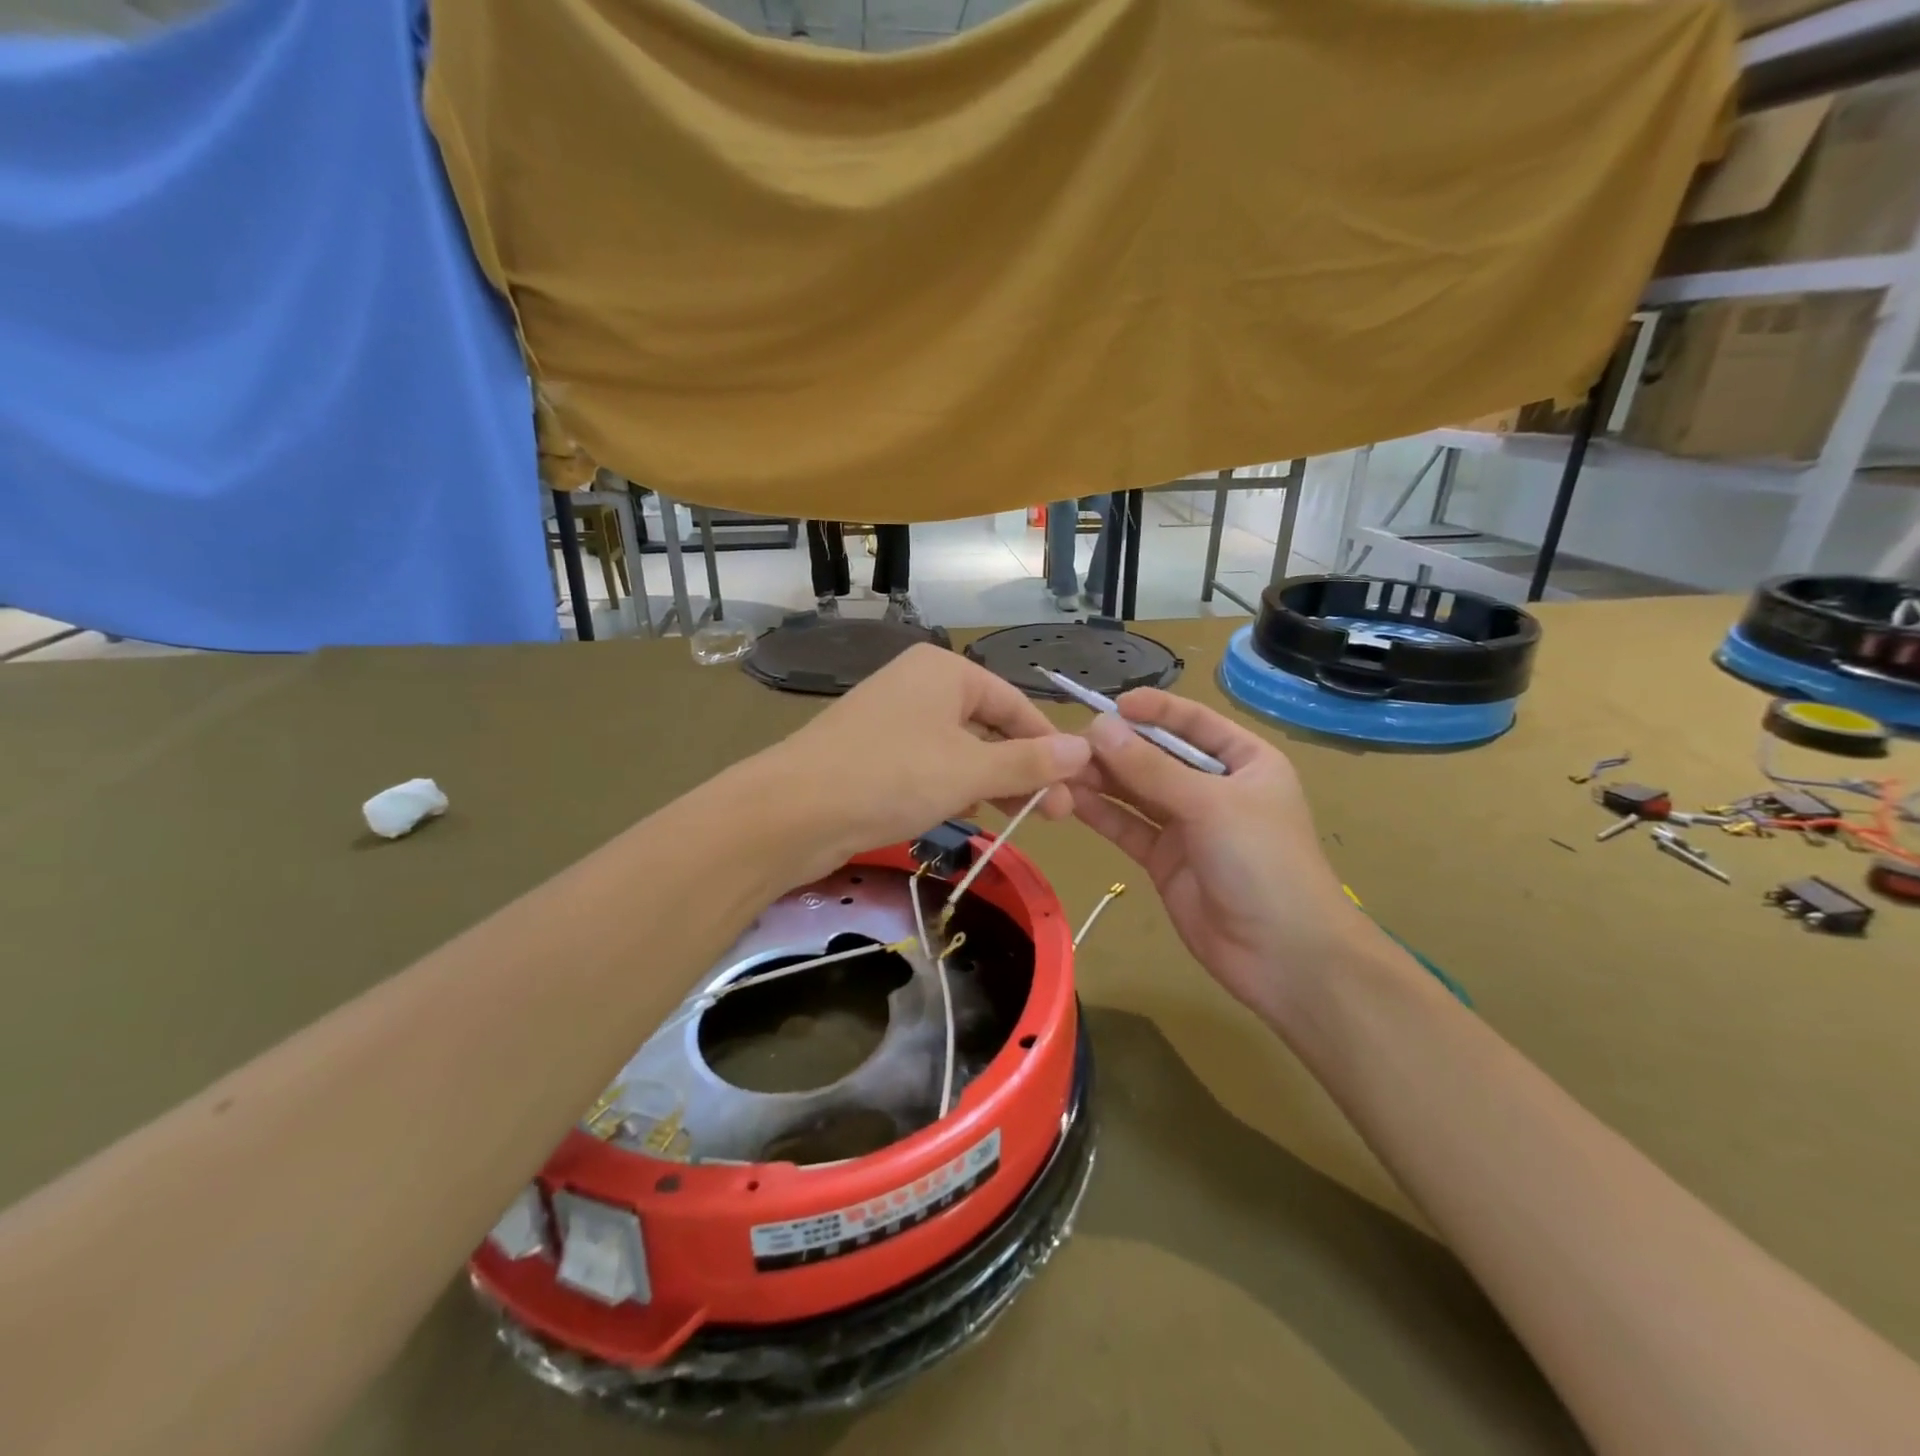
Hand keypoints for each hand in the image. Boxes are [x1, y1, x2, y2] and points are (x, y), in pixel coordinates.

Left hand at [758, 646, 1092, 883]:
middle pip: (988, 726)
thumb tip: (1085, 748)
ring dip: (991, 781)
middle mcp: (919, 685)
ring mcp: (892, 719)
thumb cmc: (891, 777)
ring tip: (1019, 818)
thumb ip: (1029, 762)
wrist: (793, 812)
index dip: (1048, 746)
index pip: (1014, 704)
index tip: (1075, 788)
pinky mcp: (873, 753)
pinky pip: (929, 765)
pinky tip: (968, 815)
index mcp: (945, 670)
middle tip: (1054, 815)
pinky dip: (954, 787)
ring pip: (959, 749)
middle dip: (1022, 770)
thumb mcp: (970, 770)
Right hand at [1069, 691, 1380, 1025]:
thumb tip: (1098, 728)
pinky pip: (1129, 827)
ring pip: (1138, 792)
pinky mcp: (1164, 860)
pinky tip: (1071, 799)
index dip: (1154, 710)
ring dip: (1103, 779)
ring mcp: (1188, 825)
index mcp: (1245, 761)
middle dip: (1119, 747)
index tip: (1111, 705)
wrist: (1283, 956)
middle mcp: (1214, 787)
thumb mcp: (1209, 804)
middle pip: (1159, 756)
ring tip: (1061, 767)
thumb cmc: (1262, 862)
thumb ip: (1150, 768)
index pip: (1194, 722)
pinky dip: (1102, 814)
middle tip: (1071, 741)